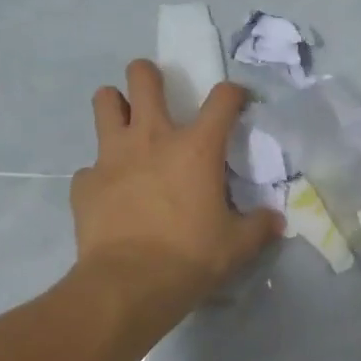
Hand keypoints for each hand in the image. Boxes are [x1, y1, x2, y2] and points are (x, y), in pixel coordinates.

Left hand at [73, 61, 282, 313]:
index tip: (237, 102)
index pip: (222, 99)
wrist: (128, 285)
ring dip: (115, 105)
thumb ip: (259, 226)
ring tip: (124, 122)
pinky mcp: (84, 182)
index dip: (234, 94)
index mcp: (196, 148)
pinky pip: (90, 166)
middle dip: (149, 75)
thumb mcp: (237, 245)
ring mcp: (112, 156)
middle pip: (142, 78)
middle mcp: (152, 138)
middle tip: (156, 91)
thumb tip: (275, 220)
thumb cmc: (191, 257)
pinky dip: (100, 173)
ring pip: (104, 102)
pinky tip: (110, 193)